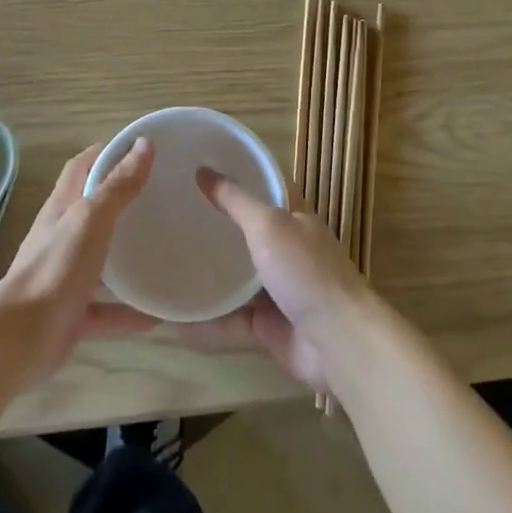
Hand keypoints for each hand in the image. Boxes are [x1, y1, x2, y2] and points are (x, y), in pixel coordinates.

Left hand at [0, 140, 156, 380]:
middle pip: (91, 211)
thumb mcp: (91, 219)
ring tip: (161, 251)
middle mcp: (61, 237)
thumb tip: (144, 144)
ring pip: (99, 261)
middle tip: (159, 197)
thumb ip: (118, 185)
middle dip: (120, 202)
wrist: (21, 337)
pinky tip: (157, 316)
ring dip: (125, 257)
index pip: (80, 168)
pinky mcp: (71, 313)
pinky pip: (105, 310)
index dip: (104, 154)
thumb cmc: (56, 268)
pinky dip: (128, 312)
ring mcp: (65, 276)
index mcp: (62, 208)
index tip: (137, 149)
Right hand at [178, 168, 376, 393]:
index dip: (241, 176)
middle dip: (218, 228)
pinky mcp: (271, 328)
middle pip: (249, 235)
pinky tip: (179, 320)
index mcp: (295, 220)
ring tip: (172, 266)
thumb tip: (202, 171)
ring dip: (212, 277)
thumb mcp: (267, 225)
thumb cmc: (306, 272)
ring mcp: (281, 292)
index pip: (267, 188)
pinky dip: (209, 323)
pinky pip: (233, 322)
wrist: (339, 343)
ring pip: (240, 281)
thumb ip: (235, 201)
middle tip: (177, 217)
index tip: (204, 169)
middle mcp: (289, 252)